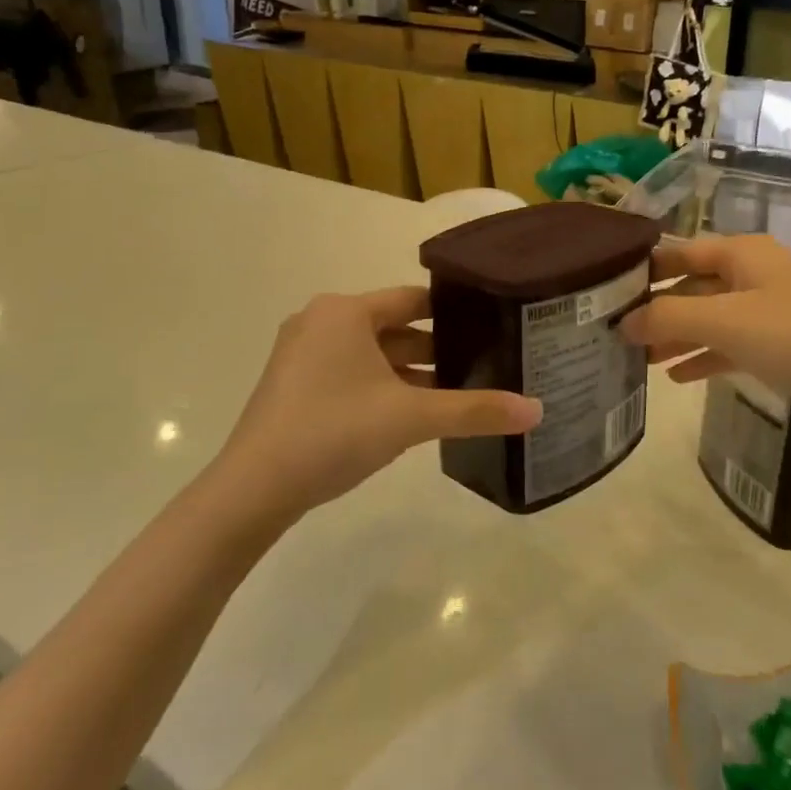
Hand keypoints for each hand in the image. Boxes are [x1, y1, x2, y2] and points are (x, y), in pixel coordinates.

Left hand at [215, 288, 541, 521]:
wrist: (253, 490)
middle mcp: (320, 321)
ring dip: (409, 372)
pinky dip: (381, 387)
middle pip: (393, 327)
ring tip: (455, 393)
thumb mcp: (412, 418)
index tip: (490, 328)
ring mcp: (302, 354)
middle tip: (481, 365)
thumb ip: (475, 411)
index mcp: (345, 312)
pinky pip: (350, 374)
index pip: (413, 299)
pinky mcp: (293, 385)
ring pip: (371, 354)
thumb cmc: (334, 432)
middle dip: (435, 348)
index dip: (453, 312)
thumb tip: (537, 410)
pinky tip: (410, 415)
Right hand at [621, 235, 790, 440]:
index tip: (606, 293)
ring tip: (641, 361)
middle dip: (658, 310)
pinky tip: (677, 377)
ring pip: (712, 318)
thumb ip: (668, 318)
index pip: (679, 252)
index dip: (644, 271)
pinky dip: (705, 356)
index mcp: (743, 253)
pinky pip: (732, 344)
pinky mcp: (784, 343)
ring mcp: (772, 309)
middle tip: (618, 334)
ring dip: (678, 337)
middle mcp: (755, 273)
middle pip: (693, 285)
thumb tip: (624, 322)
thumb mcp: (724, 323)